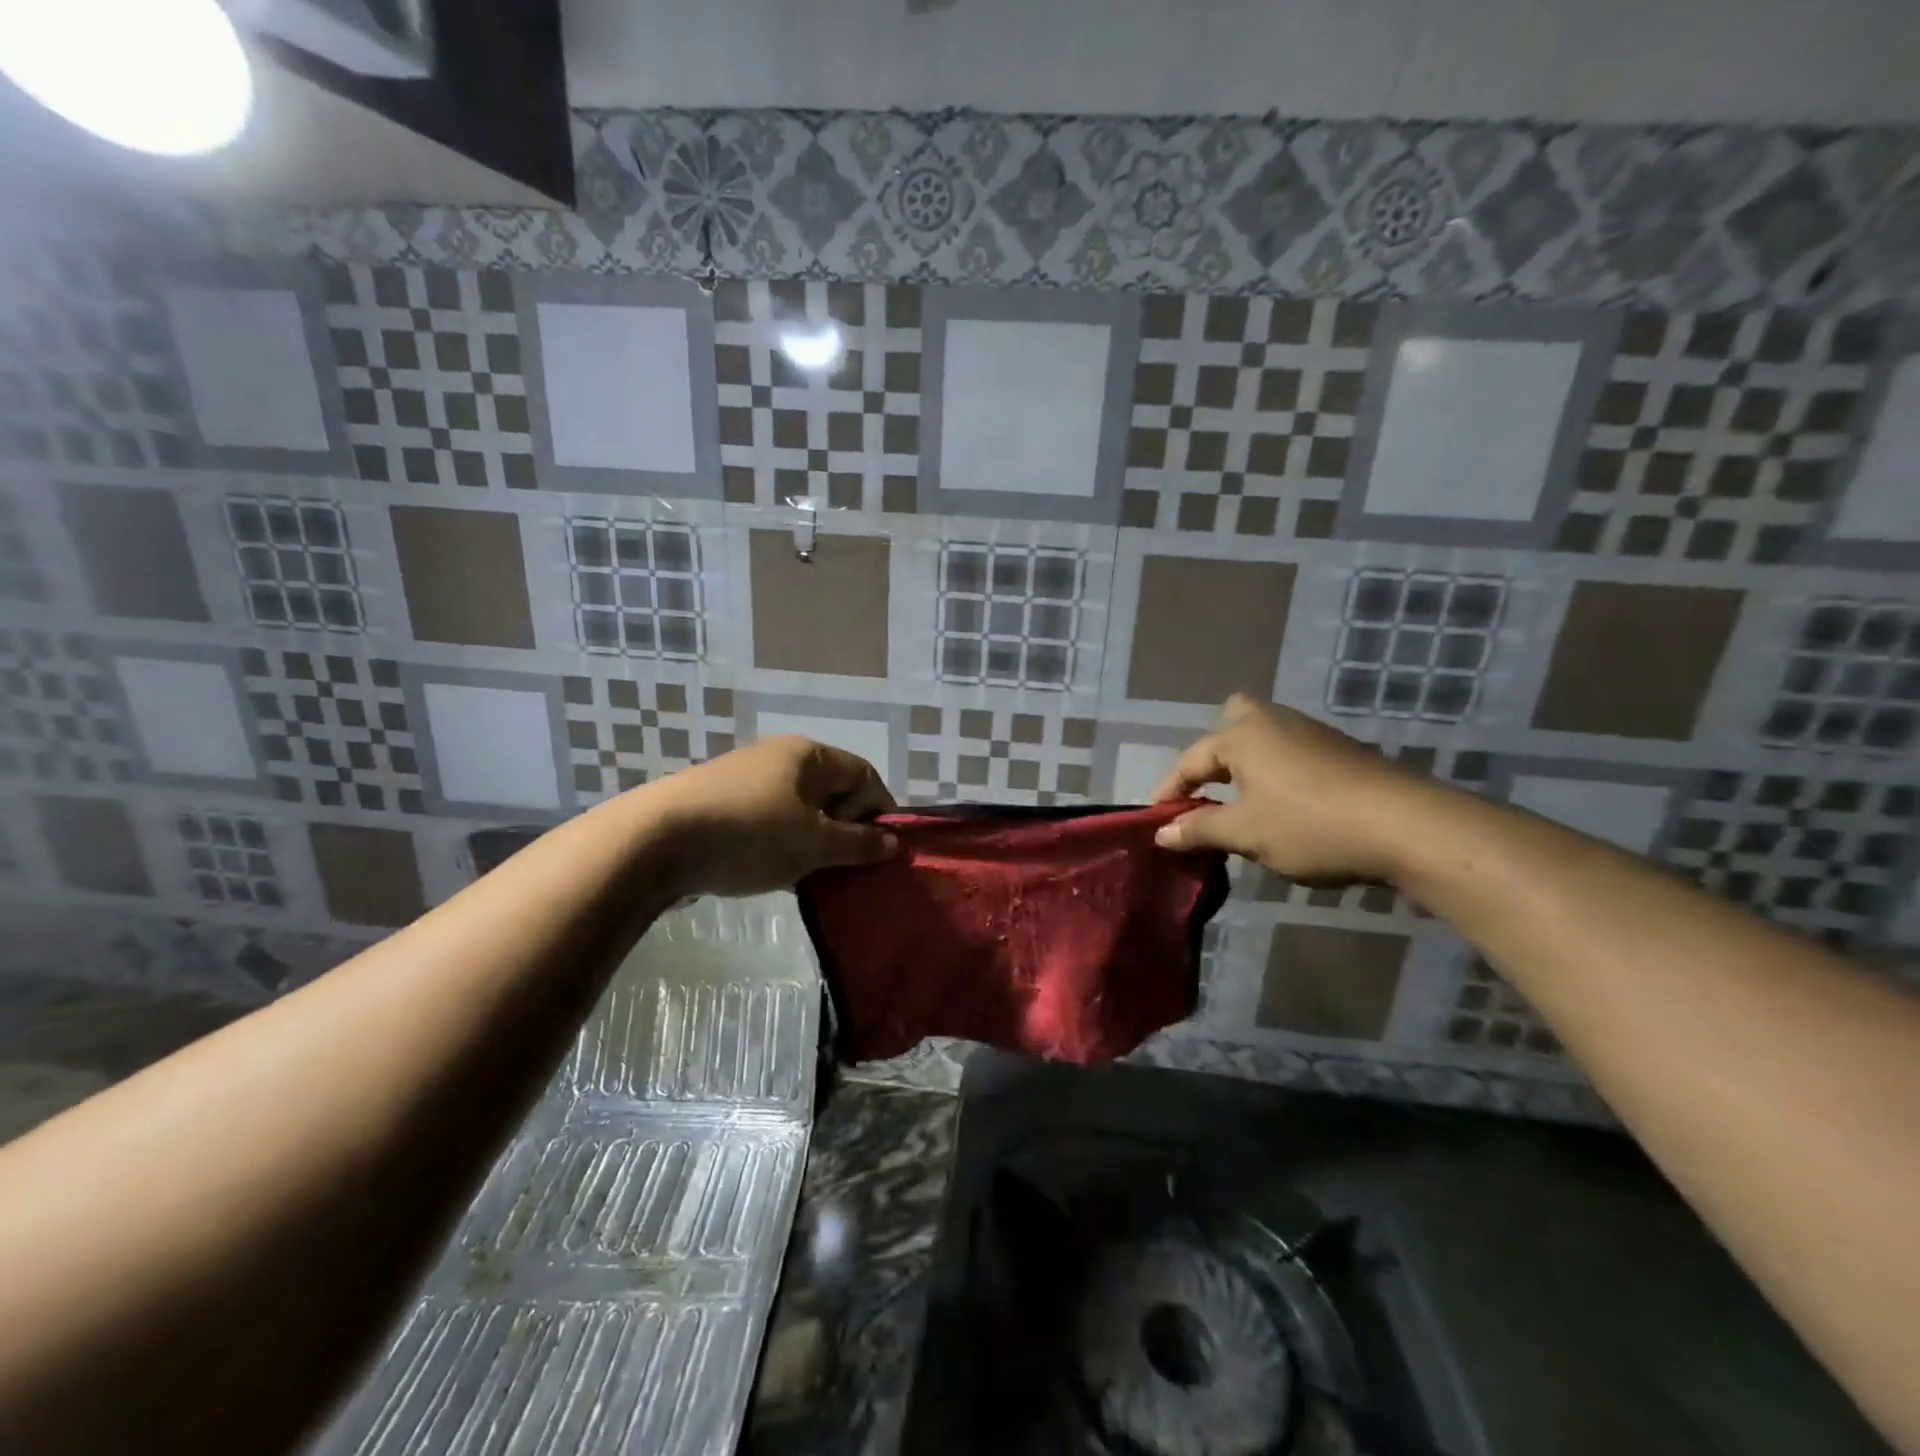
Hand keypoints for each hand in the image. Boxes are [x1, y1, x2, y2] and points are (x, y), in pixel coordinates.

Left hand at [644, 736, 896, 896]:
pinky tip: (773, 875)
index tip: (881, 852)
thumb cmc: (750, 835)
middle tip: (845, 868)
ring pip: (799, 810)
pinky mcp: (720, 803)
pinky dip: (780, 845)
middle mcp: (779, 757)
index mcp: (808, 755)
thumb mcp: (814, 845)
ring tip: (810, 878)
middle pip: (831, 791)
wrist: (653, 842)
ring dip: (812, 843)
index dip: (880, 811)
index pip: (864, 774)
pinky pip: (768, 821)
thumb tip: (893, 843)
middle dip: (845, 830)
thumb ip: (858, 844)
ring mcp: (746, 779)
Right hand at [1150, 696, 1429, 883]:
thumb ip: (1199, 830)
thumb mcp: (1245, 833)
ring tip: (1245, 807)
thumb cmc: (1310, 825)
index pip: (1191, 759)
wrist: (1408, 828)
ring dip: (1249, 766)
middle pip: (1235, 718)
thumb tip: (1161, 833)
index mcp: (1243, 736)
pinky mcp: (1344, 754)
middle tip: (1212, 788)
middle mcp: (1276, 723)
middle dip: (1216, 751)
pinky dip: (1279, 775)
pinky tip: (1289, 810)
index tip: (1158, 820)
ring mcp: (1314, 735)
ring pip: (1268, 737)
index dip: (1170, 790)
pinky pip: (1295, 754)